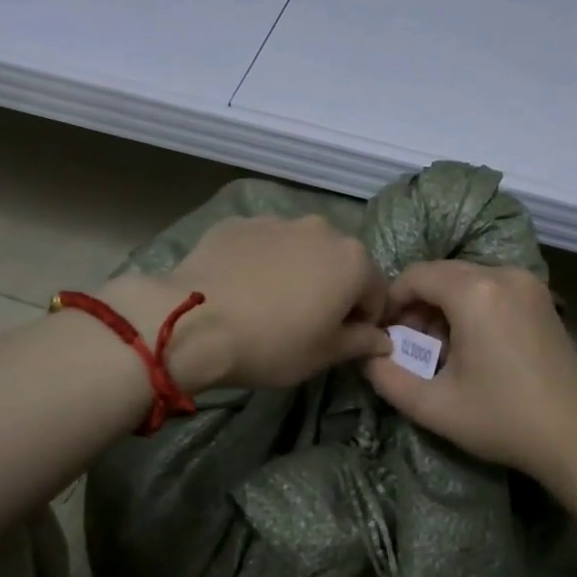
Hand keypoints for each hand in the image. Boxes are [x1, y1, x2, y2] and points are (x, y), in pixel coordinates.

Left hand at [101, 215, 390, 390]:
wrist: (193, 323)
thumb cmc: (272, 344)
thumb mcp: (324, 355)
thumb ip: (361, 342)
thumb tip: (383, 340)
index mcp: (353, 260)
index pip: (376, 293)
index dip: (364, 321)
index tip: (343, 342)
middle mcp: (322, 230)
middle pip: (340, 263)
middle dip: (333, 289)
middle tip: (307, 322)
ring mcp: (277, 221)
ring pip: (301, 249)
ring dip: (297, 271)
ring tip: (270, 303)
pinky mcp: (238, 223)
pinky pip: (262, 244)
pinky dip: (261, 261)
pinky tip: (241, 288)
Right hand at [364, 261, 576, 479]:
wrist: (574, 436)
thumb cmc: (501, 419)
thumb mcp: (433, 406)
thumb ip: (387, 378)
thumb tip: (367, 356)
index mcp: (475, 292)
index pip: (416, 275)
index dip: (391, 301)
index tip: (385, 335)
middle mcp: (504, 275)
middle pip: (443, 274)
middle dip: (418, 304)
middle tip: (410, 346)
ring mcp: (529, 285)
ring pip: (469, 280)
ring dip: (445, 307)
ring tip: (441, 351)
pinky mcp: (543, 300)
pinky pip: (494, 289)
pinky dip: (473, 308)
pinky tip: (474, 347)